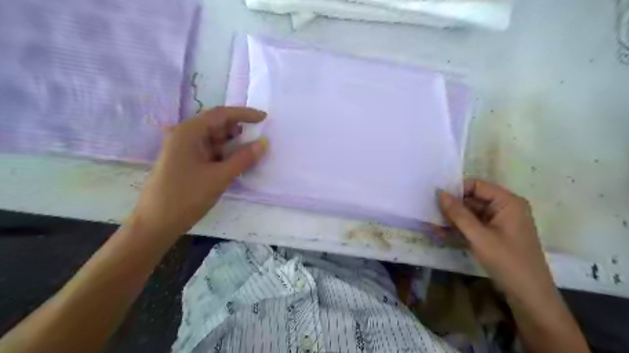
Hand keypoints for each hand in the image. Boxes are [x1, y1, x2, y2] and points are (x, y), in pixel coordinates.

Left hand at [131, 107, 268, 236]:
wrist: (156, 223)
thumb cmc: (186, 196)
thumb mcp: (219, 177)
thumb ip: (243, 158)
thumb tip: (264, 143)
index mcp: (189, 132)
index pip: (221, 114)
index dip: (245, 114)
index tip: (265, 118)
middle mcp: (185, 136)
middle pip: (217, 125)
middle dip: (239, 131)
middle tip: (259, 140)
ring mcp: (185, 149)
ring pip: (215, 140)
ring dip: (233, 145)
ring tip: (251, 153)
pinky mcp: (187, 162)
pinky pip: (211, 152)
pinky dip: (225, 155)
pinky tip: (237, 163)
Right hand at [439, 179, 554, 302]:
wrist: (529, 295)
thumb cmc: (507, 261)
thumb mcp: (479, 236)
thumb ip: (458, 213)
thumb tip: (440, 193)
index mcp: (507, 202)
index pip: (476, 185)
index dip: (456, 190)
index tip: (435, 198)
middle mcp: (504, 208)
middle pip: (472, 199)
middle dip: (452, 206)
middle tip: (430, 211)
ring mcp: (499, 222)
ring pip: (470, 213)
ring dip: (452, 218)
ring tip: (431, 223)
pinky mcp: (494, 234)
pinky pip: (473, 225)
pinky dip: (459, 228)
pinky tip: (441, 232)